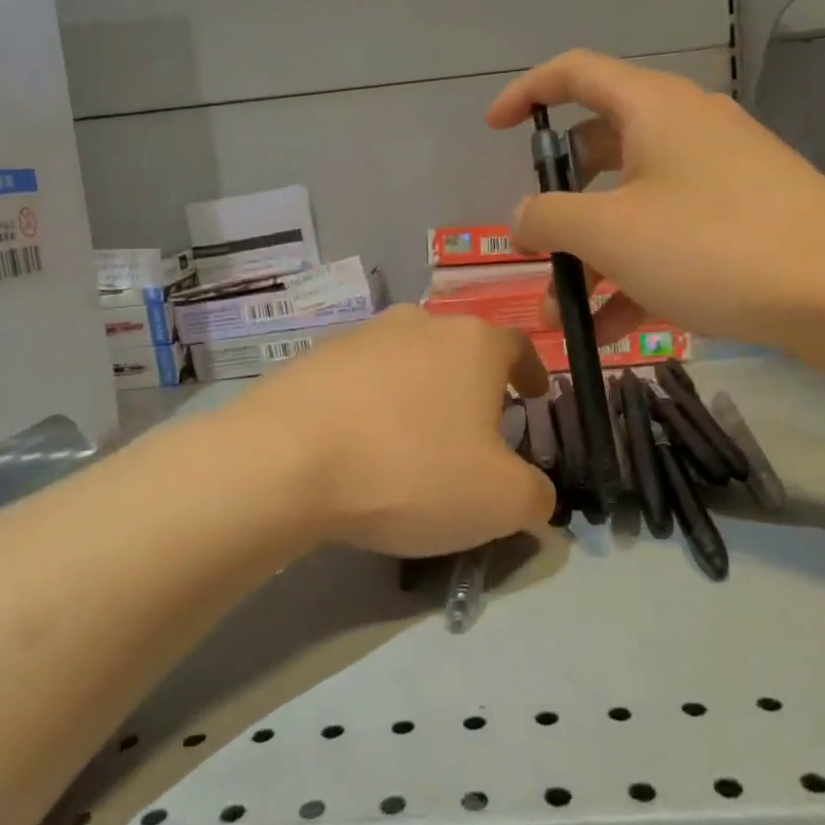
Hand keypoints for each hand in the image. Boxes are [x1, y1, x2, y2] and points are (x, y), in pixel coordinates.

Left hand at [227, 307, 554, 556]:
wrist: (287, 459)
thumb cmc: (412, 470)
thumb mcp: (500, 501)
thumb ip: (536, 496)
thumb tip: (538, 496)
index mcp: (473, 343)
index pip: (518, 347)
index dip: (532, 373)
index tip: (535, 397)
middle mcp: (419, 323)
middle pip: (459, 352)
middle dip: (473, 388)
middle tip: (473, 433)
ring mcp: (361, 336)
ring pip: (407, 363)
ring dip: (419, 395)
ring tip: (412, 443)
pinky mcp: (313, 358)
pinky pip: (359, 381)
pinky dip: (371, 406)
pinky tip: (360, 447)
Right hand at [486, 49, 824, 363]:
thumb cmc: (712, 245)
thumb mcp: (610, 232)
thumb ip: (549, 218)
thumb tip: (522, 218)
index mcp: (653, 107)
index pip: (574, 73)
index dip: (526, 93)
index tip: (494, 130)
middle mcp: (684, 129)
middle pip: (599, 151)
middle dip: (559, 206)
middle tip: (535, 247)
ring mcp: (716, 176)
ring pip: (632, 205)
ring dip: (591, 256)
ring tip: (563, 314)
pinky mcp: (739, 220)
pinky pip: (668, 238)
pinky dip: (633, 275)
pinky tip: (610, 332)